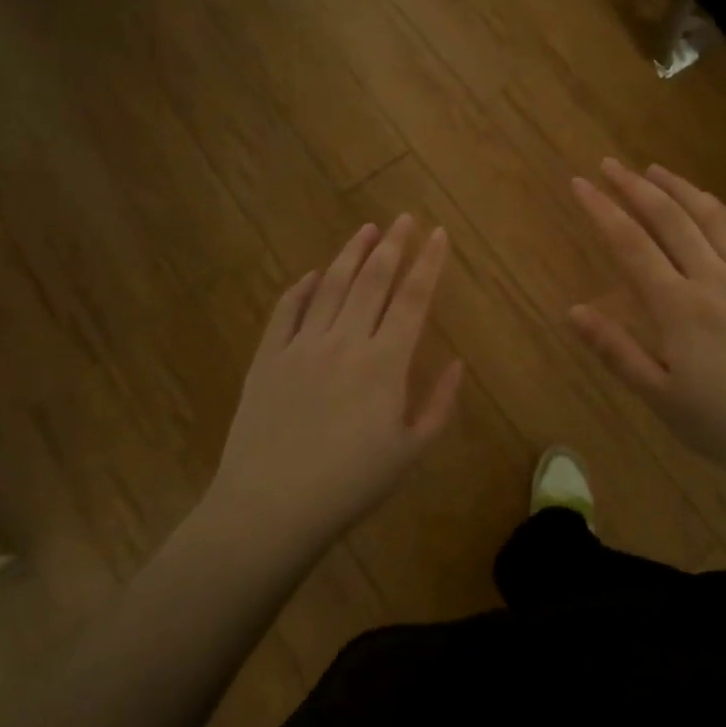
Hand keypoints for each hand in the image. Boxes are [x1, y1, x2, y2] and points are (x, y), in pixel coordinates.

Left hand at [208, 216, 462, 551]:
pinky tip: (313, 274)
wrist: (271, 508)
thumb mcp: (410, 453)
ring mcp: (302, 345)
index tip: (438, 233)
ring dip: (351, 254)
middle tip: (404, 218)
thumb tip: (458, 363)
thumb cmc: (350, 486)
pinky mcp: (267, 357)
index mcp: (384, 363)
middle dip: (392, 245)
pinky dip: (302, 288)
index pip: (412, 298)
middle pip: (373, 280)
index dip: (428, 262)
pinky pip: (287, 310)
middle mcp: (345, 341)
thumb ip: (439, 405)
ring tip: (366, 230)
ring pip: (331, 286)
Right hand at [568, 159, 725, 484]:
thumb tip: (573, 311)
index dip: (602, 210)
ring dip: (681, 189)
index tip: (580, 183)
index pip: (631, 244)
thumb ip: (618, 352)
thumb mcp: (664, 400)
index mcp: (679, 307)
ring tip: (656, 170)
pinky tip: (717, 204)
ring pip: (712, 219)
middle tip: (610, 164)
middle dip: (635, 187)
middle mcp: (714, 279)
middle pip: (671, 219)